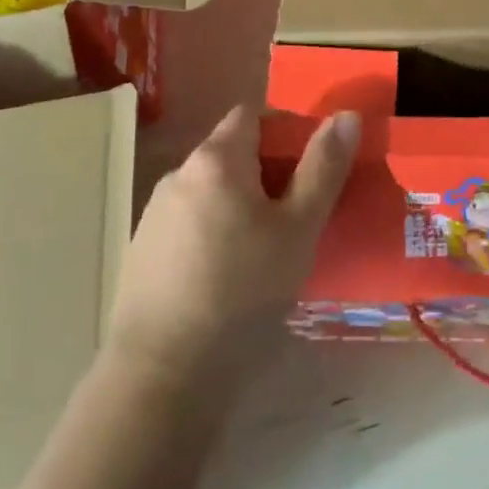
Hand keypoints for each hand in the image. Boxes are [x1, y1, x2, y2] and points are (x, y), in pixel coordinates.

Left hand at [103, 105, 360, 394]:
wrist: (164, 374)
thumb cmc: (243, 291)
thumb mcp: (298, 228)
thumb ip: (323, 167)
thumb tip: (346, 114)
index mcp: (215, 159)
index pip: (253, 114)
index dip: (288, 130)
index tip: (313, 167)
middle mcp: (178, 175)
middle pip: (232, 153)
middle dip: (270, 173)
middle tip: (301, 215)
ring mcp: (154, 215)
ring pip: (212, 192)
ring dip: (243, 205)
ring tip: (270, 250)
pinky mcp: (143, 252)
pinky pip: (191, 223)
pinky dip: (217, 233)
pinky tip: (231, 277)